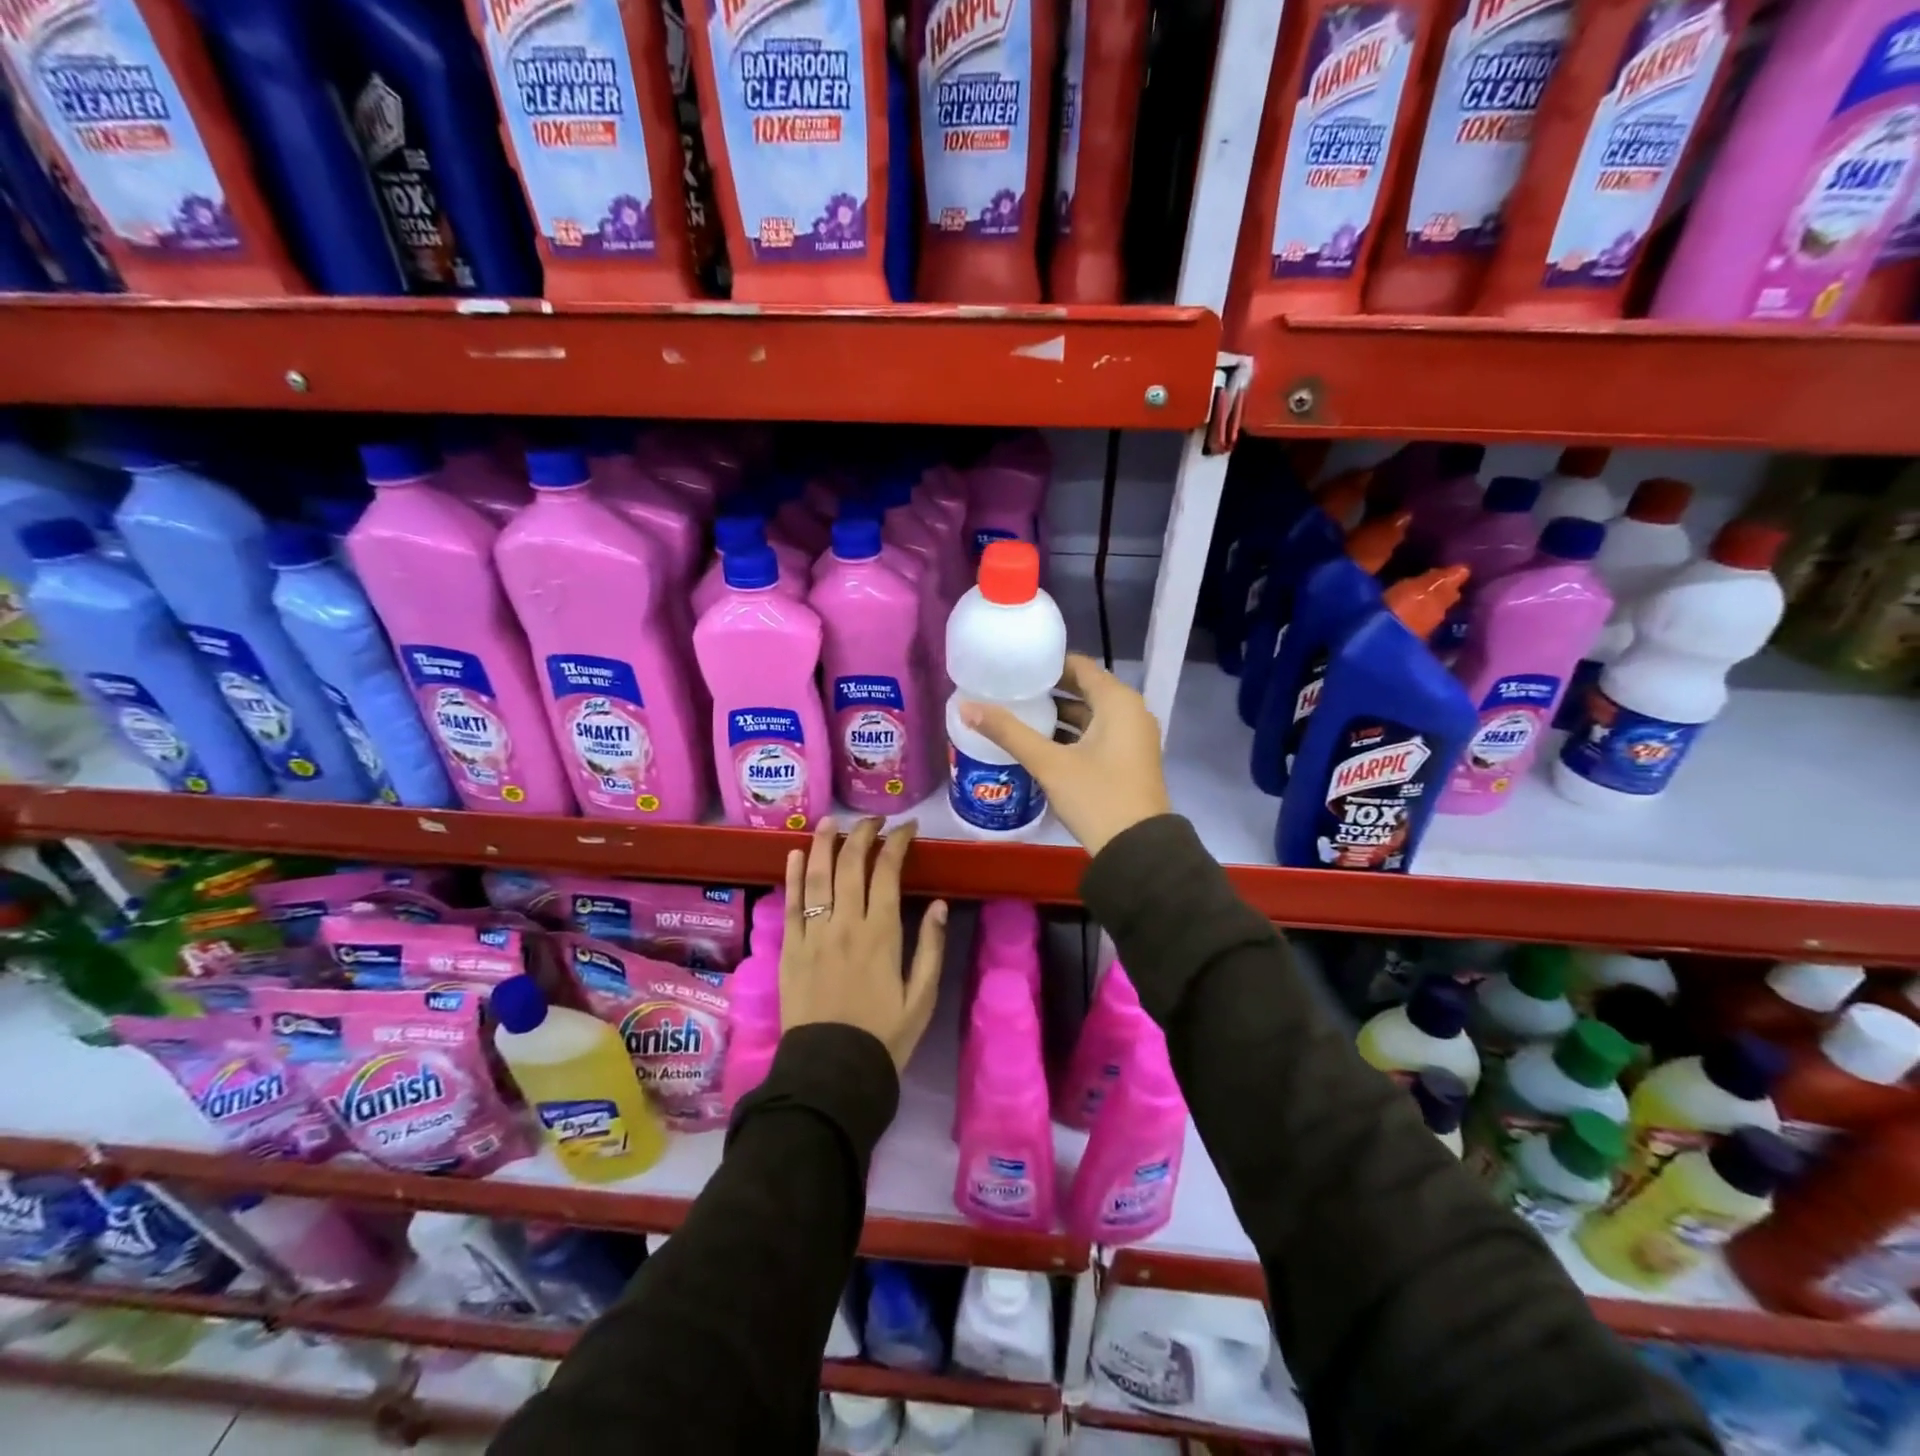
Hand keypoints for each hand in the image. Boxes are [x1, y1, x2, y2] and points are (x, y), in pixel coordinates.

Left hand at [780, 817, 947, 1071]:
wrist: (831, 1072)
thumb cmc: (884, 1036)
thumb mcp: (922, 997)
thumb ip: (931, 947)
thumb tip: (939, 904)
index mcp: (881, 933)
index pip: (887, 871)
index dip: (897, 842)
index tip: (908, 828)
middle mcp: (845, 924)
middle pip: (851, 864)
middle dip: (863, 833)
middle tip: (874, 820)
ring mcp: (813, 935)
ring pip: (817, 877)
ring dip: (824, 844)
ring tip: (831, 821)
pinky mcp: (789, 949)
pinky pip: (790, 905)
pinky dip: (793, 876)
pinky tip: (795, 855)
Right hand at [959, 653, 1171, 855]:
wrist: (1138, 851)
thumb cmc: (1096, 796)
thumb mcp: (1049, 763)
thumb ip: (1008, 732)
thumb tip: (966, 707)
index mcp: (1118, 701)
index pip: (1079, 666)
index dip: (1046, 666)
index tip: (1014, 669)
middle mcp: (1131, 712)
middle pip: (1083, 690)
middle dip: (1047, 693)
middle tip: (1009, 693)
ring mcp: (1132, 738)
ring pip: (1089, 716)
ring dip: (1057, 717)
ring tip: (1017, 717)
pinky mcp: (1128, 761)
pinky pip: (1096, 736)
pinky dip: (1070, 736)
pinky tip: (1039, 746)